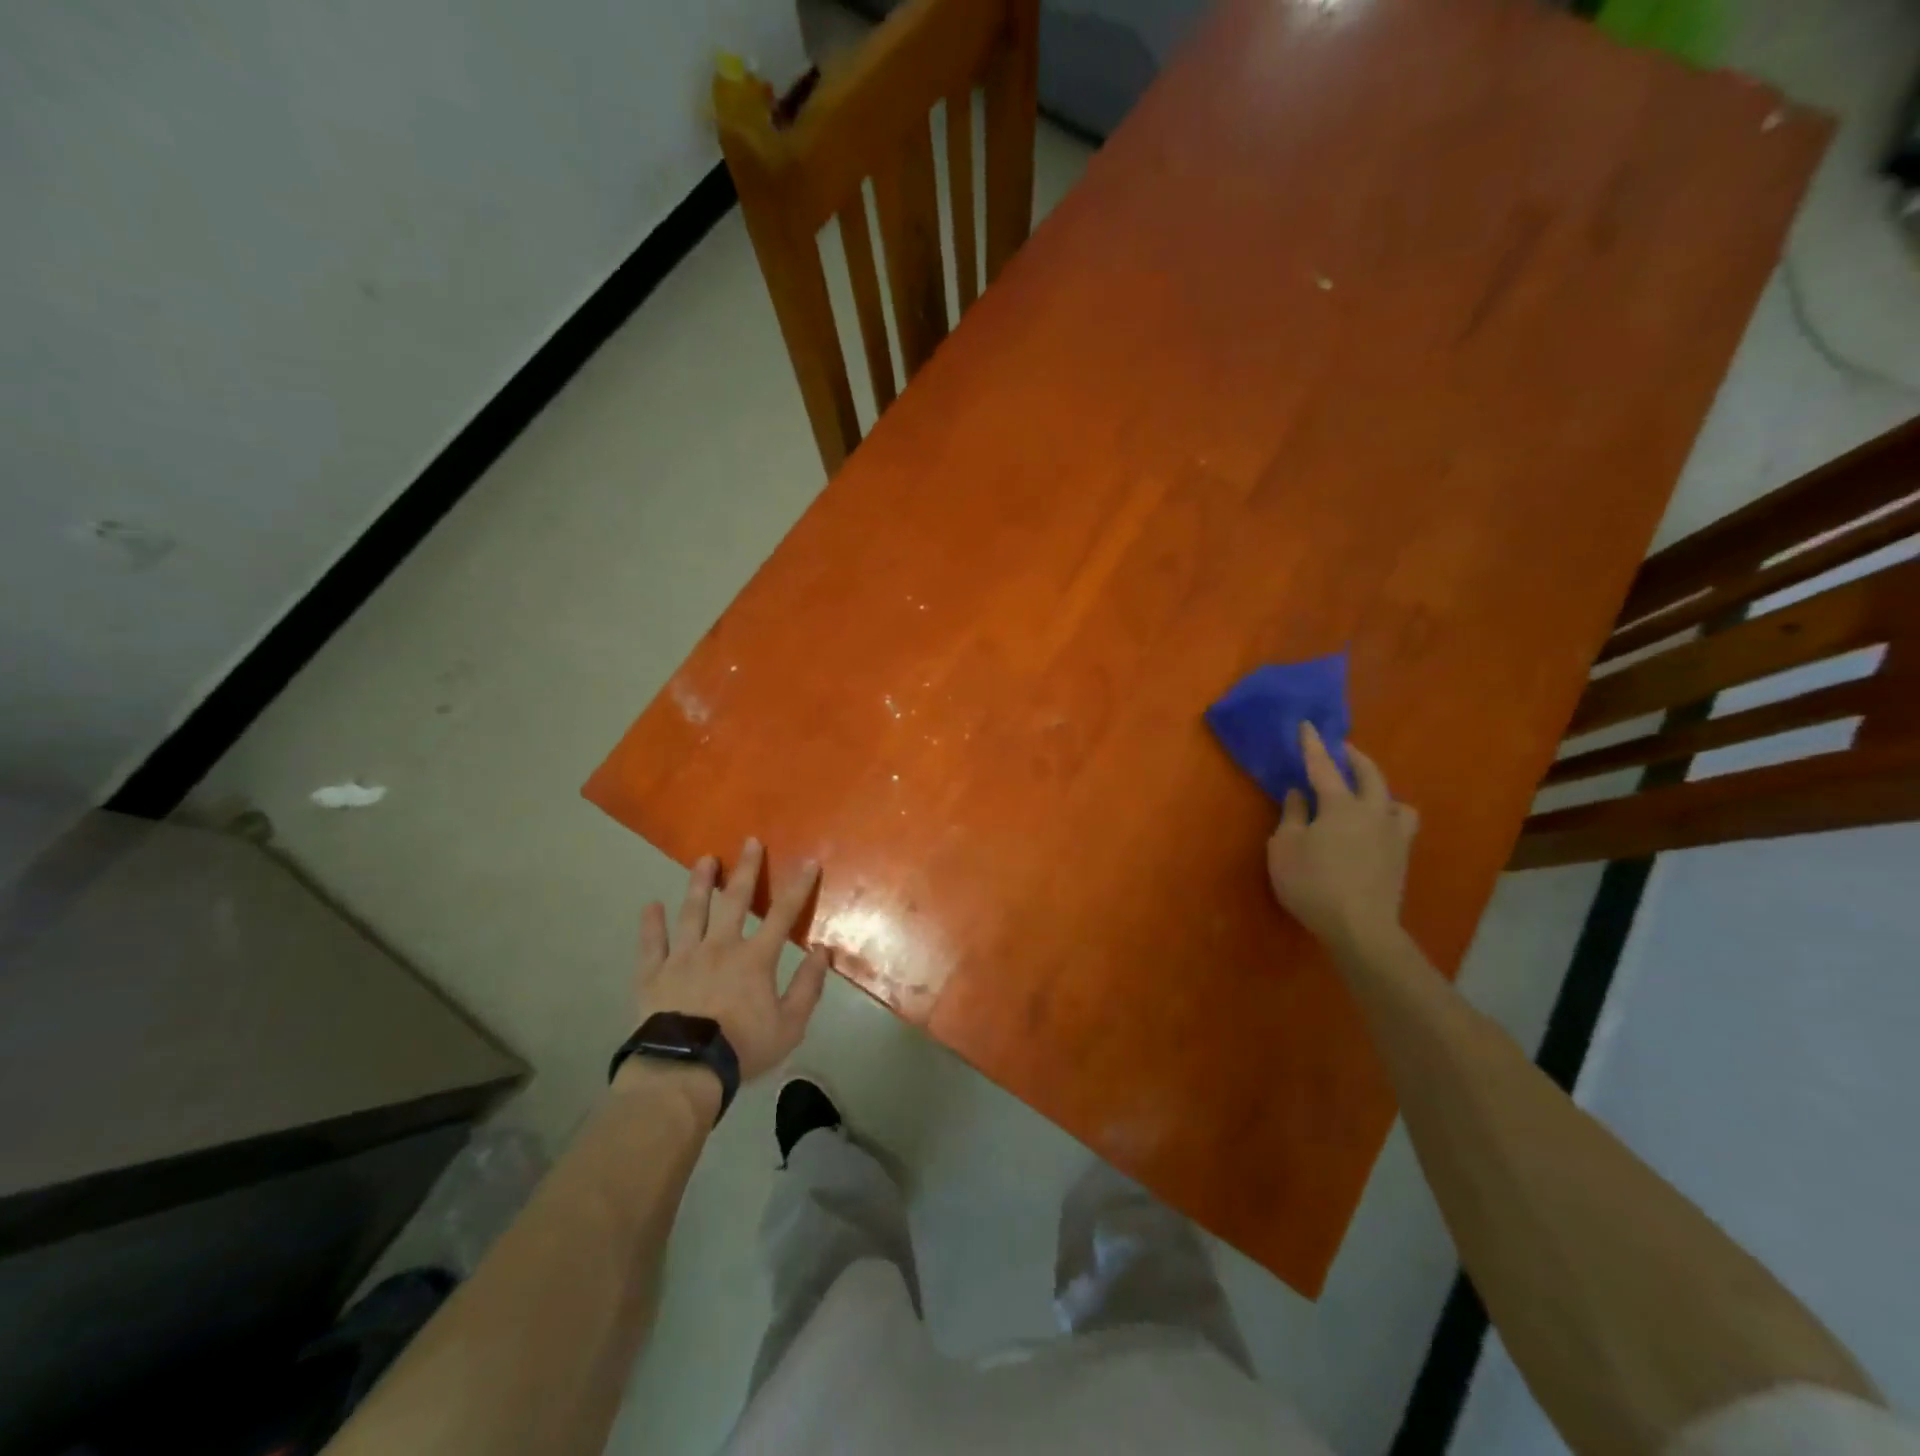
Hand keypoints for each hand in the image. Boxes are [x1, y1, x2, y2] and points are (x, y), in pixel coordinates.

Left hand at [633, 838, 829, 1084]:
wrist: (684, 1070)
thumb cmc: (742, 1048)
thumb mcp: (790, 1025)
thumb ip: (808, 986)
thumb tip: (823, 951)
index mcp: (755, 958)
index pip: (782, 914)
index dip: (798, 886)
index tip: (808, 861)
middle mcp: (720, 947)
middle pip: (735, 901)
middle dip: (746, 869)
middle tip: (749, 841)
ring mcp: (683, 957)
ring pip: (692, 912)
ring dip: (699, 884)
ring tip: (703, 859)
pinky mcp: (653, 975)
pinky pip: (651, 945)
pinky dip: (650, 925)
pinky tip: (650, 906)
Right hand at [1266, 723, 1418, 955]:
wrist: (1360, 927)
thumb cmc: (1313, 883)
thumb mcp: (1285, 848)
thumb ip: (1292, 816)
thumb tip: (1299, 794)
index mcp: (1340, 805)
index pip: (1324, 767)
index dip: (1313, 745)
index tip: (1308, 725)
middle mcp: (1373, 812)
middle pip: (1370, 775)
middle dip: (1355, 758)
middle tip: (1342, 749)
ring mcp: (1393, 836)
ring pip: (1396, 801)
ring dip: (1382, 790)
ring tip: (1369, 793)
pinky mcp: (1402, 858)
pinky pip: (1402, 826)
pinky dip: (1391, 817)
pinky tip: (1379, 828)